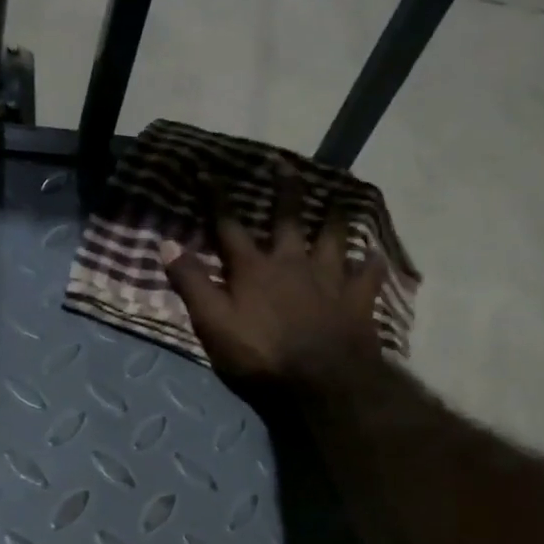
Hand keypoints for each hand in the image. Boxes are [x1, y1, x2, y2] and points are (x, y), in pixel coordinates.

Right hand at [161, 168, 387, 394]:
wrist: (323, 381)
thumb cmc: (262, 354)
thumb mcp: (213, 323)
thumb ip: (192, 283)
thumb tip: (167, 244)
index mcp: (254, 268)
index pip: (229, 226)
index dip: (216, 199)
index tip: (207, 172)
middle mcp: (293, 262)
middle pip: (288, 218)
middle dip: (284, 188)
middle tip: (284, 162)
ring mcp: (329, 278)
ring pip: (333, 237)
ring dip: (333, 216)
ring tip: (336, 197)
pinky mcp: (358, 299)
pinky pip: (369, 274)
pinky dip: (371, 264)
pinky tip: (376, 256)